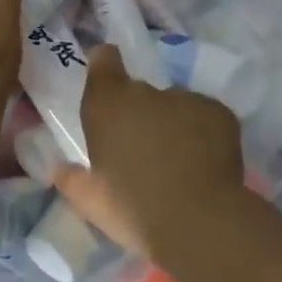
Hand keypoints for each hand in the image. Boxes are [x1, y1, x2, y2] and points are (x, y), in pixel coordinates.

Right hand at [51, 44, 244, 261]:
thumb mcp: (89, 200)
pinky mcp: (219, 113)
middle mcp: (144, 92)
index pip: (104, 60)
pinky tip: (204, 164)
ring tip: (178, 163)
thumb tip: (61, 168)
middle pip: (140, 93)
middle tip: (143, 150)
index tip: (108, 80)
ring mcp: (185, 99)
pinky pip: (206, 118)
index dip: (105, 65)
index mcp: (107, 104)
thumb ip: (72, 178)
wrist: (196, 221)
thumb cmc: (132, 208)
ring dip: (172, 125)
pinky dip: (203, 134)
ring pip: (175, 106)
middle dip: (140, 114)